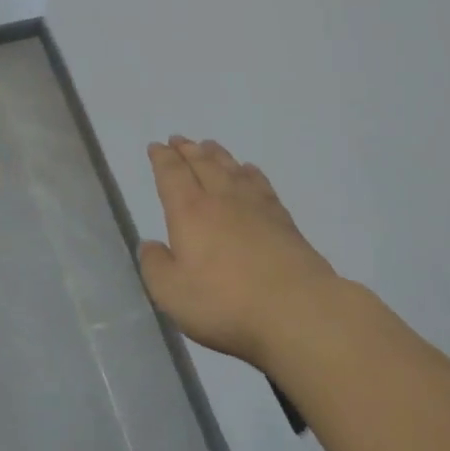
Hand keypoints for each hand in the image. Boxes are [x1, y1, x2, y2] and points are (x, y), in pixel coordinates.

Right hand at [139, 137, 346, 369]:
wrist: (298, 311)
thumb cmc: (225, 302)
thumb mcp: (171, 292)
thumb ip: (155, 265)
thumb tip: (151, 245)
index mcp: (189, 212)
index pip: (172, 174)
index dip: (162, 158)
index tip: (156, 146)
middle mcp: (221, 200)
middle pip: (202, 164)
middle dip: (187, 150)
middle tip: (178, 139)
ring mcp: (256, 207)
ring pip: (231, 169)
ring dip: (217, 155)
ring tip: (208, 145)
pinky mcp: (284, 221)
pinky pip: (261, 184)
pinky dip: (250, 172)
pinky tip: (249, 171)